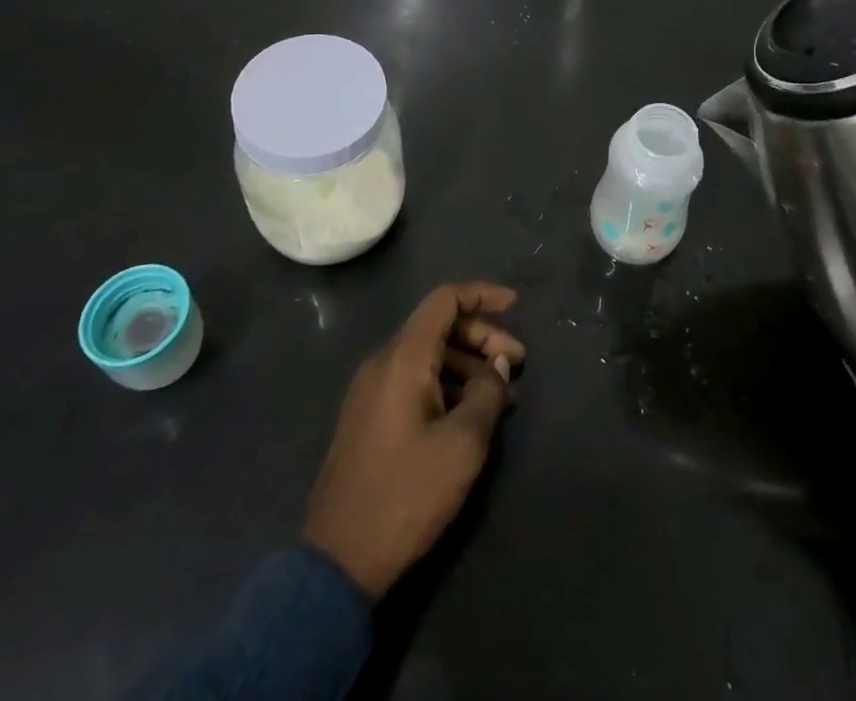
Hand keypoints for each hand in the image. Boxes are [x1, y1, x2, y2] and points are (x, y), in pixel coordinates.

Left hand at [302, 283, 524, 598]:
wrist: (338, 561)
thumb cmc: (407, 494)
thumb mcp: (463, 444)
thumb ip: (487, 394)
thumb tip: (495, 368)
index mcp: (403, 358)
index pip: (445, 300)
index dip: (483, 294)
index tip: (516, 306)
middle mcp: (383, 362)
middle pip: (439, 327)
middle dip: (482, 337)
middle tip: (517, 364)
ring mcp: (371, 391)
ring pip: (428, 356)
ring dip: (468, 366)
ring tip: (503, 399)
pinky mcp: (368, 418)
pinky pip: (414, 381)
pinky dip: (447, 385)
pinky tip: (471, 416)